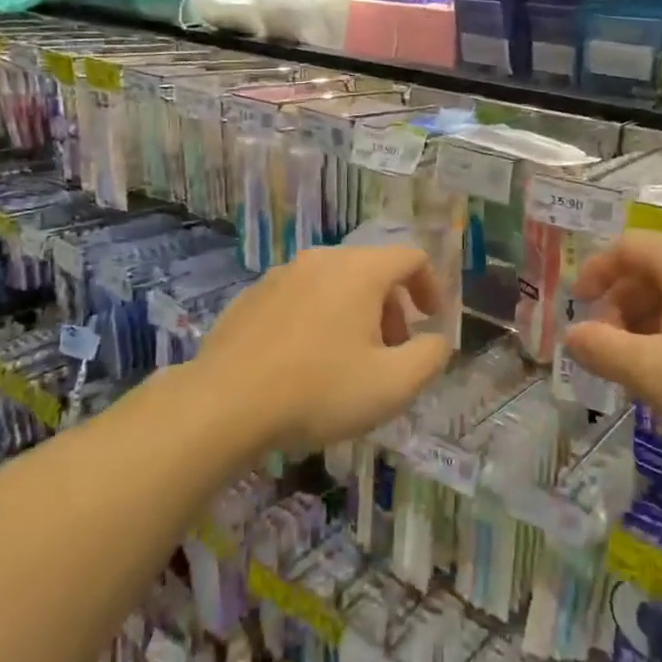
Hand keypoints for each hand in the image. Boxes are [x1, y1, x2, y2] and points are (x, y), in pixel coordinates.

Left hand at [193, 244, 449, 453]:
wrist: (224, 404)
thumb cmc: (318, 391)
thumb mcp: (392, 385)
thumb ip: (429, 357)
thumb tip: (436, 339)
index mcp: (359, 270)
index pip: (411, 257)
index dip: (431, 286)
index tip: (430, 322)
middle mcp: (320, 260)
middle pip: (372, 271)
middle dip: (392, 308)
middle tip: (390, 352)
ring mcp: (281, 275)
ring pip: (334, 284)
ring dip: (355, 315)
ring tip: (348, 362)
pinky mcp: (252, 296)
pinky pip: (301, 298)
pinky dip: (318, 319)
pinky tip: (305, 364)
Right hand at [563, 231, 661, 464]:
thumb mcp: (655, 373)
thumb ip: (604, 351)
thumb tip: (573, 335)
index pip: (628, 247)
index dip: (597, 271)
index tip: (580, 303)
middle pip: (655, 267)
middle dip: (623, 303)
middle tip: (611, 345)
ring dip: (653, 319)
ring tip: (647, 365)